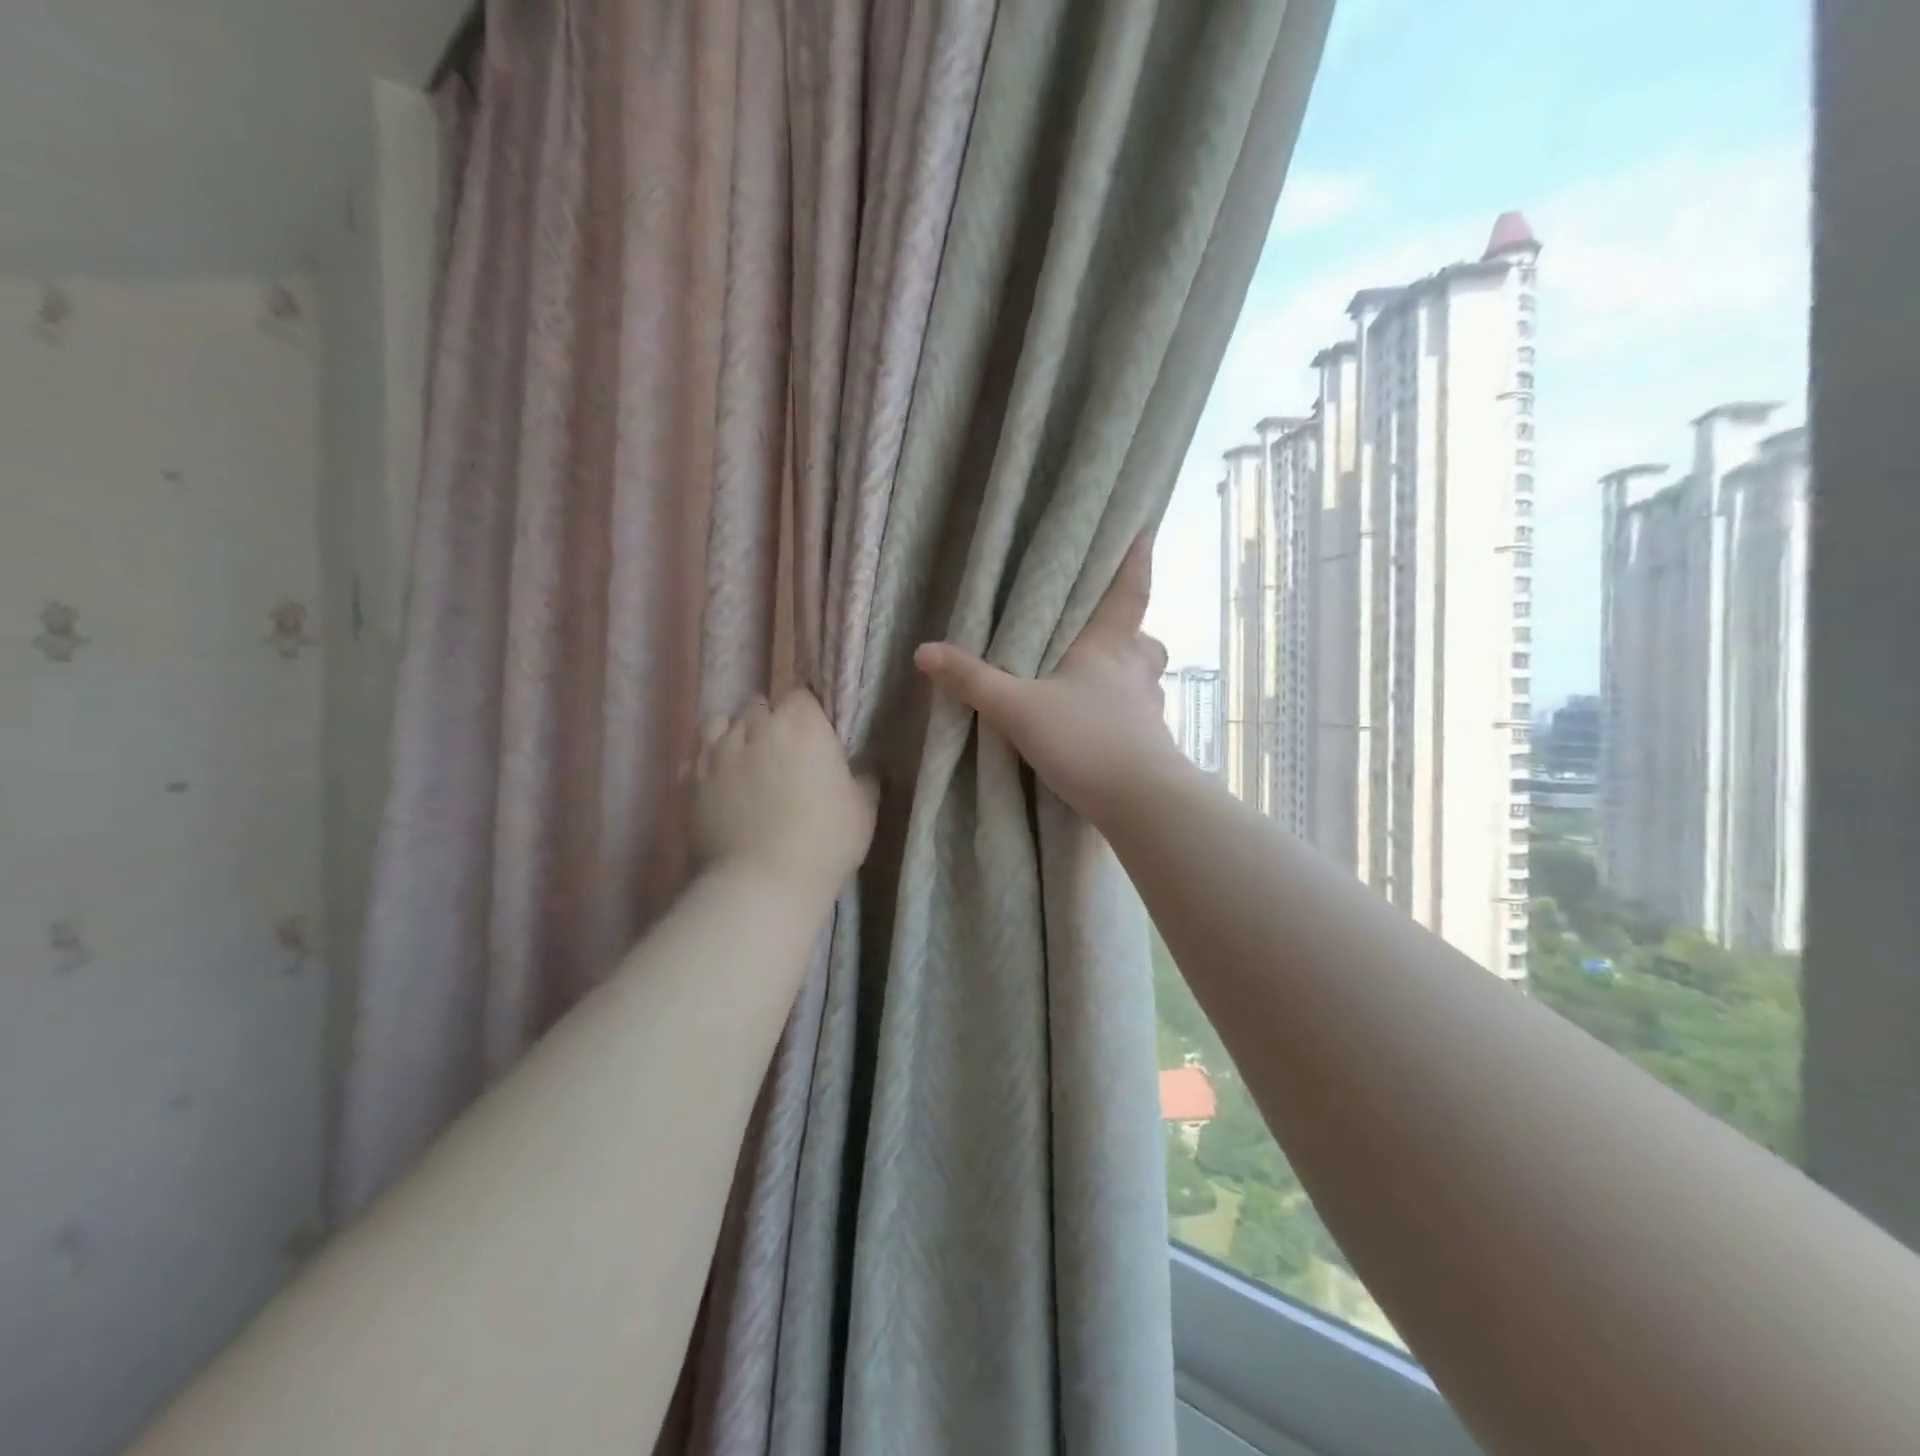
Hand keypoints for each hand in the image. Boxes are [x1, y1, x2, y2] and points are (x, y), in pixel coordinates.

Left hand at [692, 688, 877, 899]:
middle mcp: (756, 727)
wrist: (763, 882)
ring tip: (746, 759)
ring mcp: (717, 752)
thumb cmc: (825, 841)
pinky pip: (698, 757)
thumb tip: (865, 764)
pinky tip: (720, 783)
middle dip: (771, 720)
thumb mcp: (864, 810)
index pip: (801, 694)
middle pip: (760, 705)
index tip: (816, 734)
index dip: (808, 712)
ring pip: (722, 723)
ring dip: (736, 734)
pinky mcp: (691, 781)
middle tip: (785, 751)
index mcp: (802, 725)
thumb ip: (864, 777)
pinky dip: (709, 763)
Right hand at [913, 534, 1183, 823]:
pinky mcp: (1152, 744)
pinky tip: (1100, 729)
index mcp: (1109, 646)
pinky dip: (1124, 715)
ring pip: (1144, 680)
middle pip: (1144, 640)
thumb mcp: (1018, 709)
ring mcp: (1149, 709)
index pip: (1130, 591)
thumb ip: (973, 681)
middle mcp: (1136, 670)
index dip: (1135, 561)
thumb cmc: (1085, 739)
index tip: (1143, 532)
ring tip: (1096, 684)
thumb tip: (924, 650)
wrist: (1139, 803)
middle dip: (1129, 634)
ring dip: (1127, 676)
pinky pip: (1139, 716)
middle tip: (1103, 635)